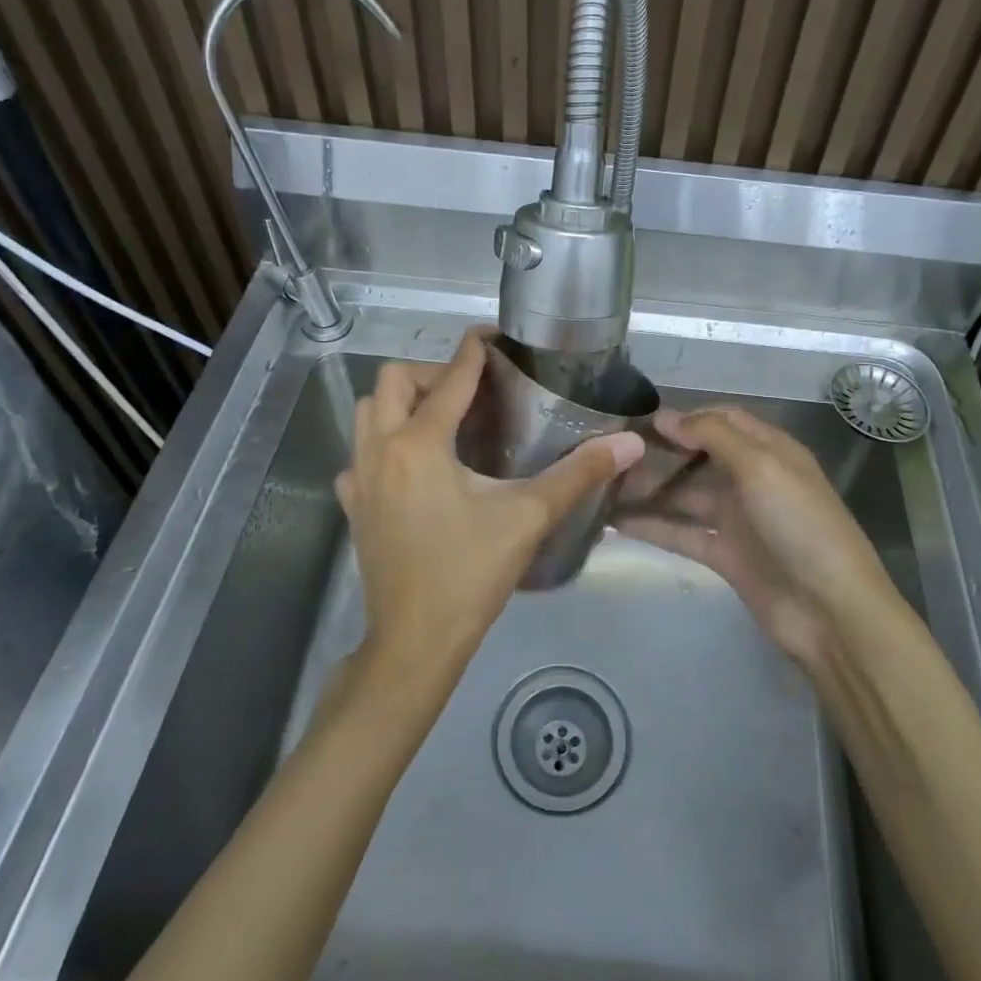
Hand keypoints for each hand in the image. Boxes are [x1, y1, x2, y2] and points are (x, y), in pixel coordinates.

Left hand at [336, 331, 643, 684]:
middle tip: (471, 392)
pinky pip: (360, 452)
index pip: (449, 377)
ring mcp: (357, 477)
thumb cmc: (470, 576)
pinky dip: (384, 442)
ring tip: (444, 421)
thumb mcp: (528, 519)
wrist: (414, 642)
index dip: (473, 350)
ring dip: (402, 402)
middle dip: (431, 373)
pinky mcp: (352, 504)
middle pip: (393, 381)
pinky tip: (415, 468)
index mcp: (420, 444)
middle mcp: (379, 449)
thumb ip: (579, 474)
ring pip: (368, 411)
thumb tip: (629, 443)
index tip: (493, 337)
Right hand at [618, 407, 901, 664]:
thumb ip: (713, 436)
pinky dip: (652, 526)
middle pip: (698, 457)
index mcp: (769, 451)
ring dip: (649, 490)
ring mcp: (737, 519)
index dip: (684, 418)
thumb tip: (667, 417)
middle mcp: (751, 479)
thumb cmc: (800, 525)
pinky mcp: (724, 555)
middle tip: (611, 453)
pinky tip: (614, 521)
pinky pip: (681, 533)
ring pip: (684, 496)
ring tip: (602, 485)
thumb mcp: (761, 467)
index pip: (722, 420)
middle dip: (659, 453)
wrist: (830, 611)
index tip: (639, 421)